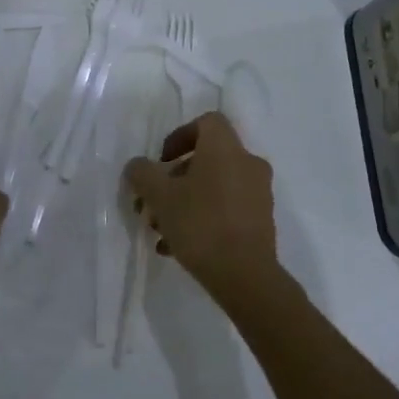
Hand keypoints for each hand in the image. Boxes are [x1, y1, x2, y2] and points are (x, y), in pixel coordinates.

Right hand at [123, 112, 277, 305]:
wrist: (246, 276)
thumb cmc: (200, 224)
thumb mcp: (159, 196)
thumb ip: (142, 174)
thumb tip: (137, 166)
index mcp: (225, 148)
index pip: (206, 122)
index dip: (180, 136)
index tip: (162, 162)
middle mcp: (247, 163)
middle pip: (207, 159)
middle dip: (175, 180)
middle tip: (154, 203)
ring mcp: (258, 194)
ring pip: (214, 187)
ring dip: (185, 203)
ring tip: (161, 231)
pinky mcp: (261, 221)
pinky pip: (227, 210)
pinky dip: (203, 220)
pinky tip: (178, 248)